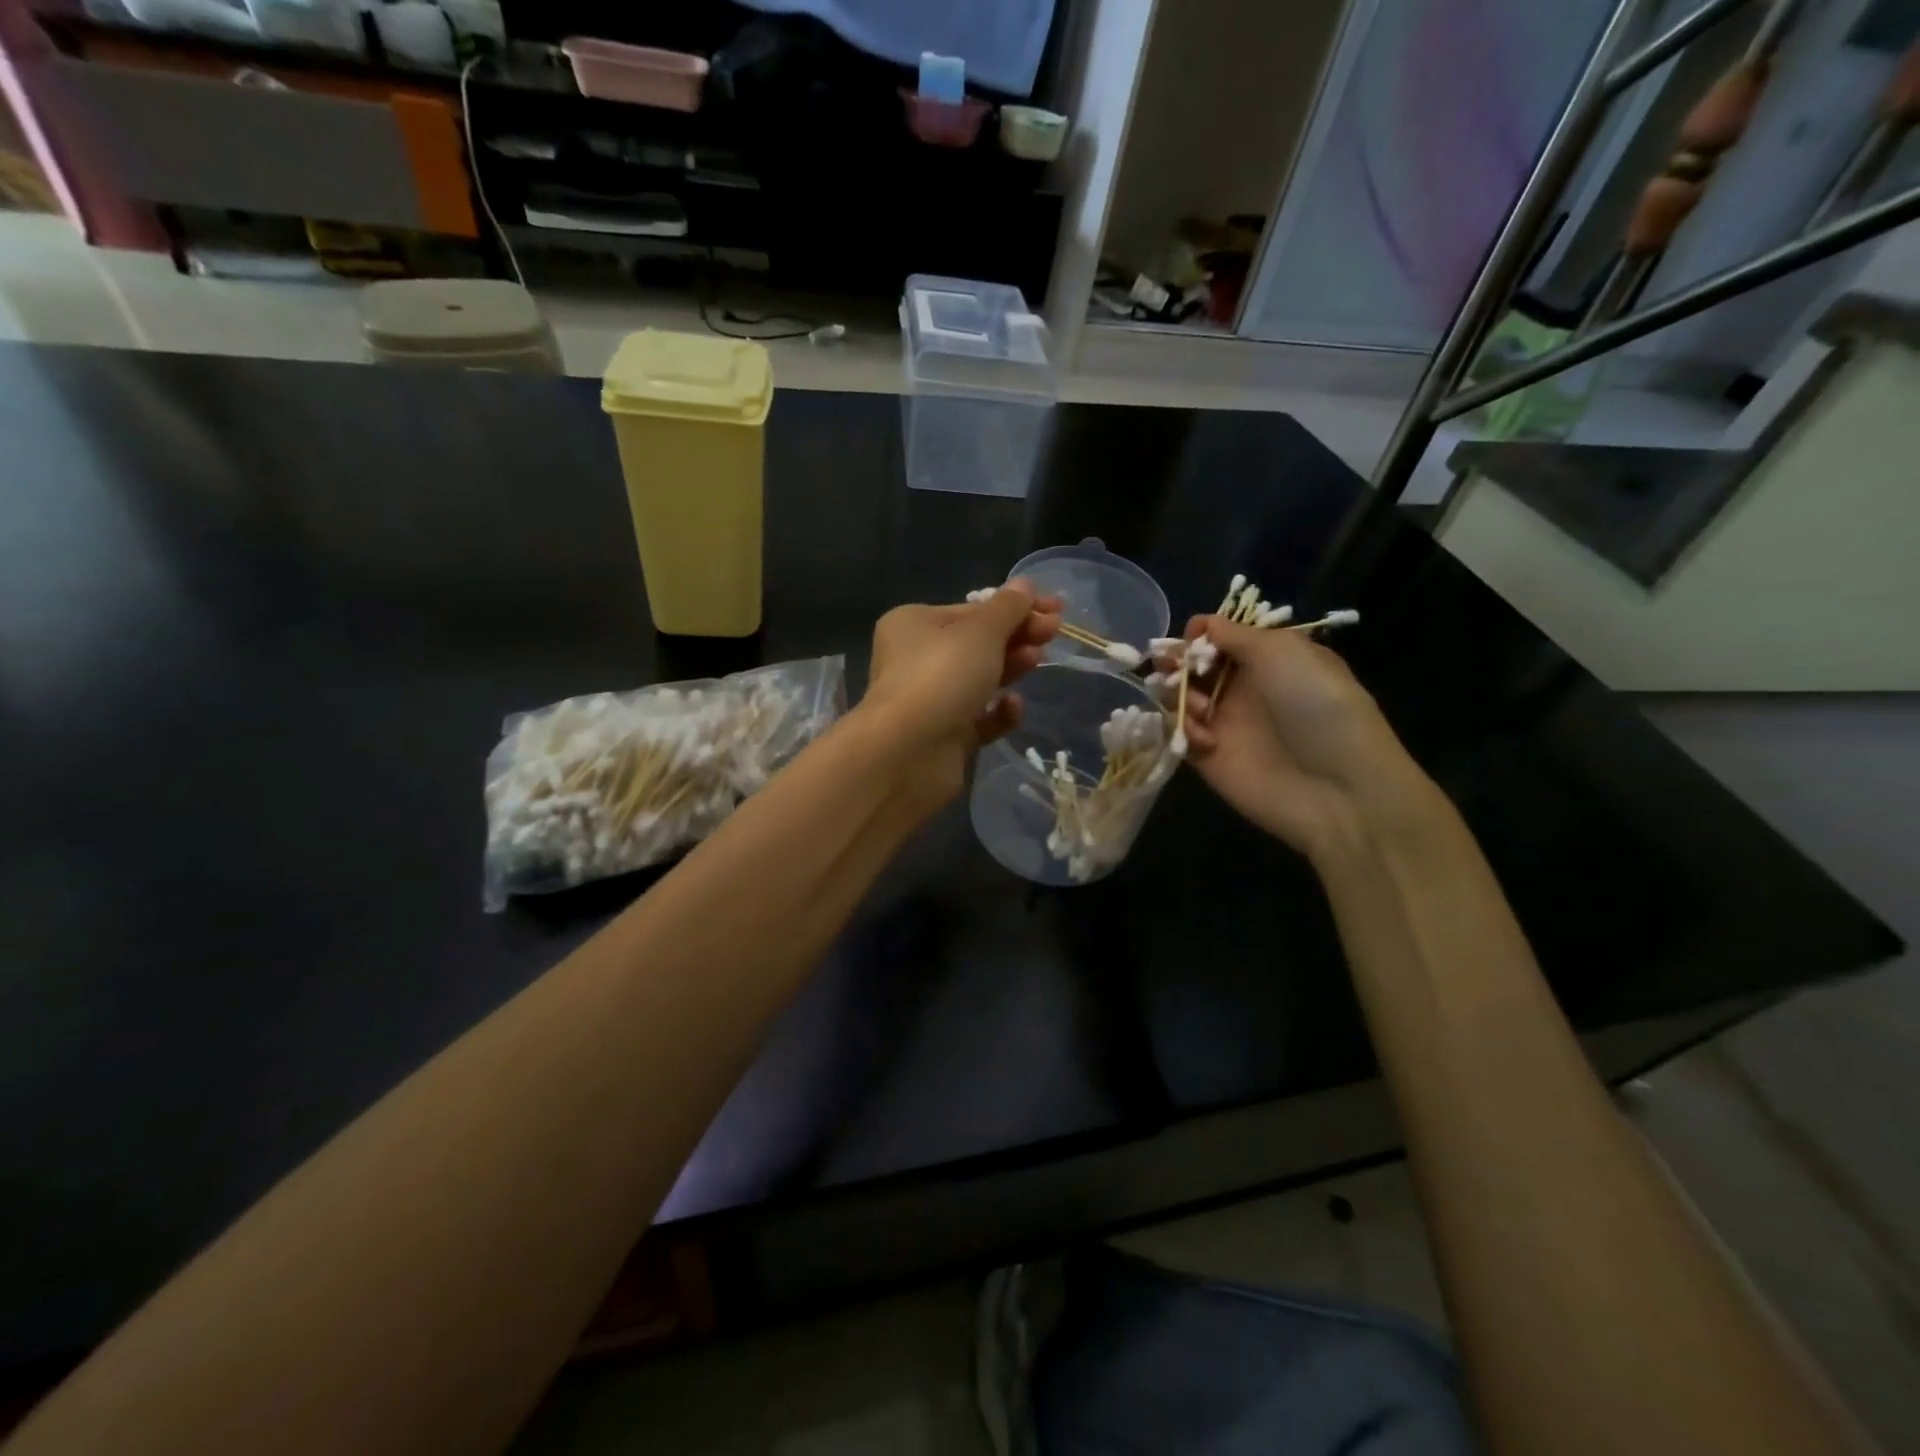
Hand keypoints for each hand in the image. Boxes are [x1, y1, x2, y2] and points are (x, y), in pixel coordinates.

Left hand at [860, 580, 1062, 807]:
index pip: (972, 609)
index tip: (1055, 608)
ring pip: (979, 679)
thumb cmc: (941, 677)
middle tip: (1053, 634)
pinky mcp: (944, 736)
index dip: (1015, 607)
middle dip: (1017, 637)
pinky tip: (1011, 707)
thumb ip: (1008, 609)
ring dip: (1011, 668)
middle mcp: (917, 659)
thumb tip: (1025, 586)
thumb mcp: (981, 632)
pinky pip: (979, 718)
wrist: (908, 754)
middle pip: (977, 643)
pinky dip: (998, 711)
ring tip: (1036, 662)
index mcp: (914, 624)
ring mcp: (930, 700)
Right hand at [1171, 614, 1428, 857]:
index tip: (1193, 638)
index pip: (1219, 637)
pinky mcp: (1206, 756)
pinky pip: (1177, 732)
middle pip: (1191, 664)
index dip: (1200, 634)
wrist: (1335, 786)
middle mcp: (1241, 686)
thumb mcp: (1282, 651)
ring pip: (1177, 696)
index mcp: (1266, 657)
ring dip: (1177, 694)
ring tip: (1199, 708)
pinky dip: (1182, 728)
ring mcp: (1223, 722)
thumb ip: (1234, 634)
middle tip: (1172, 667)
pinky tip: (1205, 739)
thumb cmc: (1315, 705)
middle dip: (1177, 661)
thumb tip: (1201, 625)